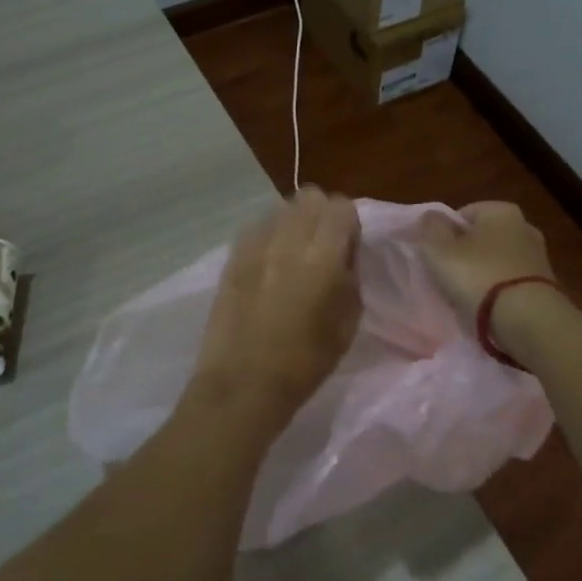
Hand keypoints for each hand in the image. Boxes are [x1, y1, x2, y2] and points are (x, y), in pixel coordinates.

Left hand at [193, 187, 362, 426]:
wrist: (244, 383)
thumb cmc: (305, 362)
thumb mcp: (348, 322)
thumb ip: (350, 276)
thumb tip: (344, 253)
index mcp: (322, 257)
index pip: (340, 206)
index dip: (348, 223)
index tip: (347, 247)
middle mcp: (288, 240)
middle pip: (309, 197)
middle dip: (321, 215)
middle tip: (322, 246)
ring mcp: (255, 245)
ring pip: (281, 208)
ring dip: (293, 223)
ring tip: (292, 255)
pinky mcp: (232, 257)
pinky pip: (256, 228)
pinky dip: (268, 237)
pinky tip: (268, 265)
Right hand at [418, 202, 561, 359]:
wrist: (528, 319)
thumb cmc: (478, 276)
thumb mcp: (439, 250)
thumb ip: (431, 228)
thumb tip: (431, 216)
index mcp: (501, 210)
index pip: (463, 214)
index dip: (445, 234)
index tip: (436, 257)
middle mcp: (525, 225)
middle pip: (483, 237)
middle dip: (466, 253)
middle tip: (448, 276)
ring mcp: (539, 256)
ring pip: (498, 260)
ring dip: (483, 273)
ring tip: (467, 296)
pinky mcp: (546, 284)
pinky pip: (512, 281)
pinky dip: (500, 290)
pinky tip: (489, 307)